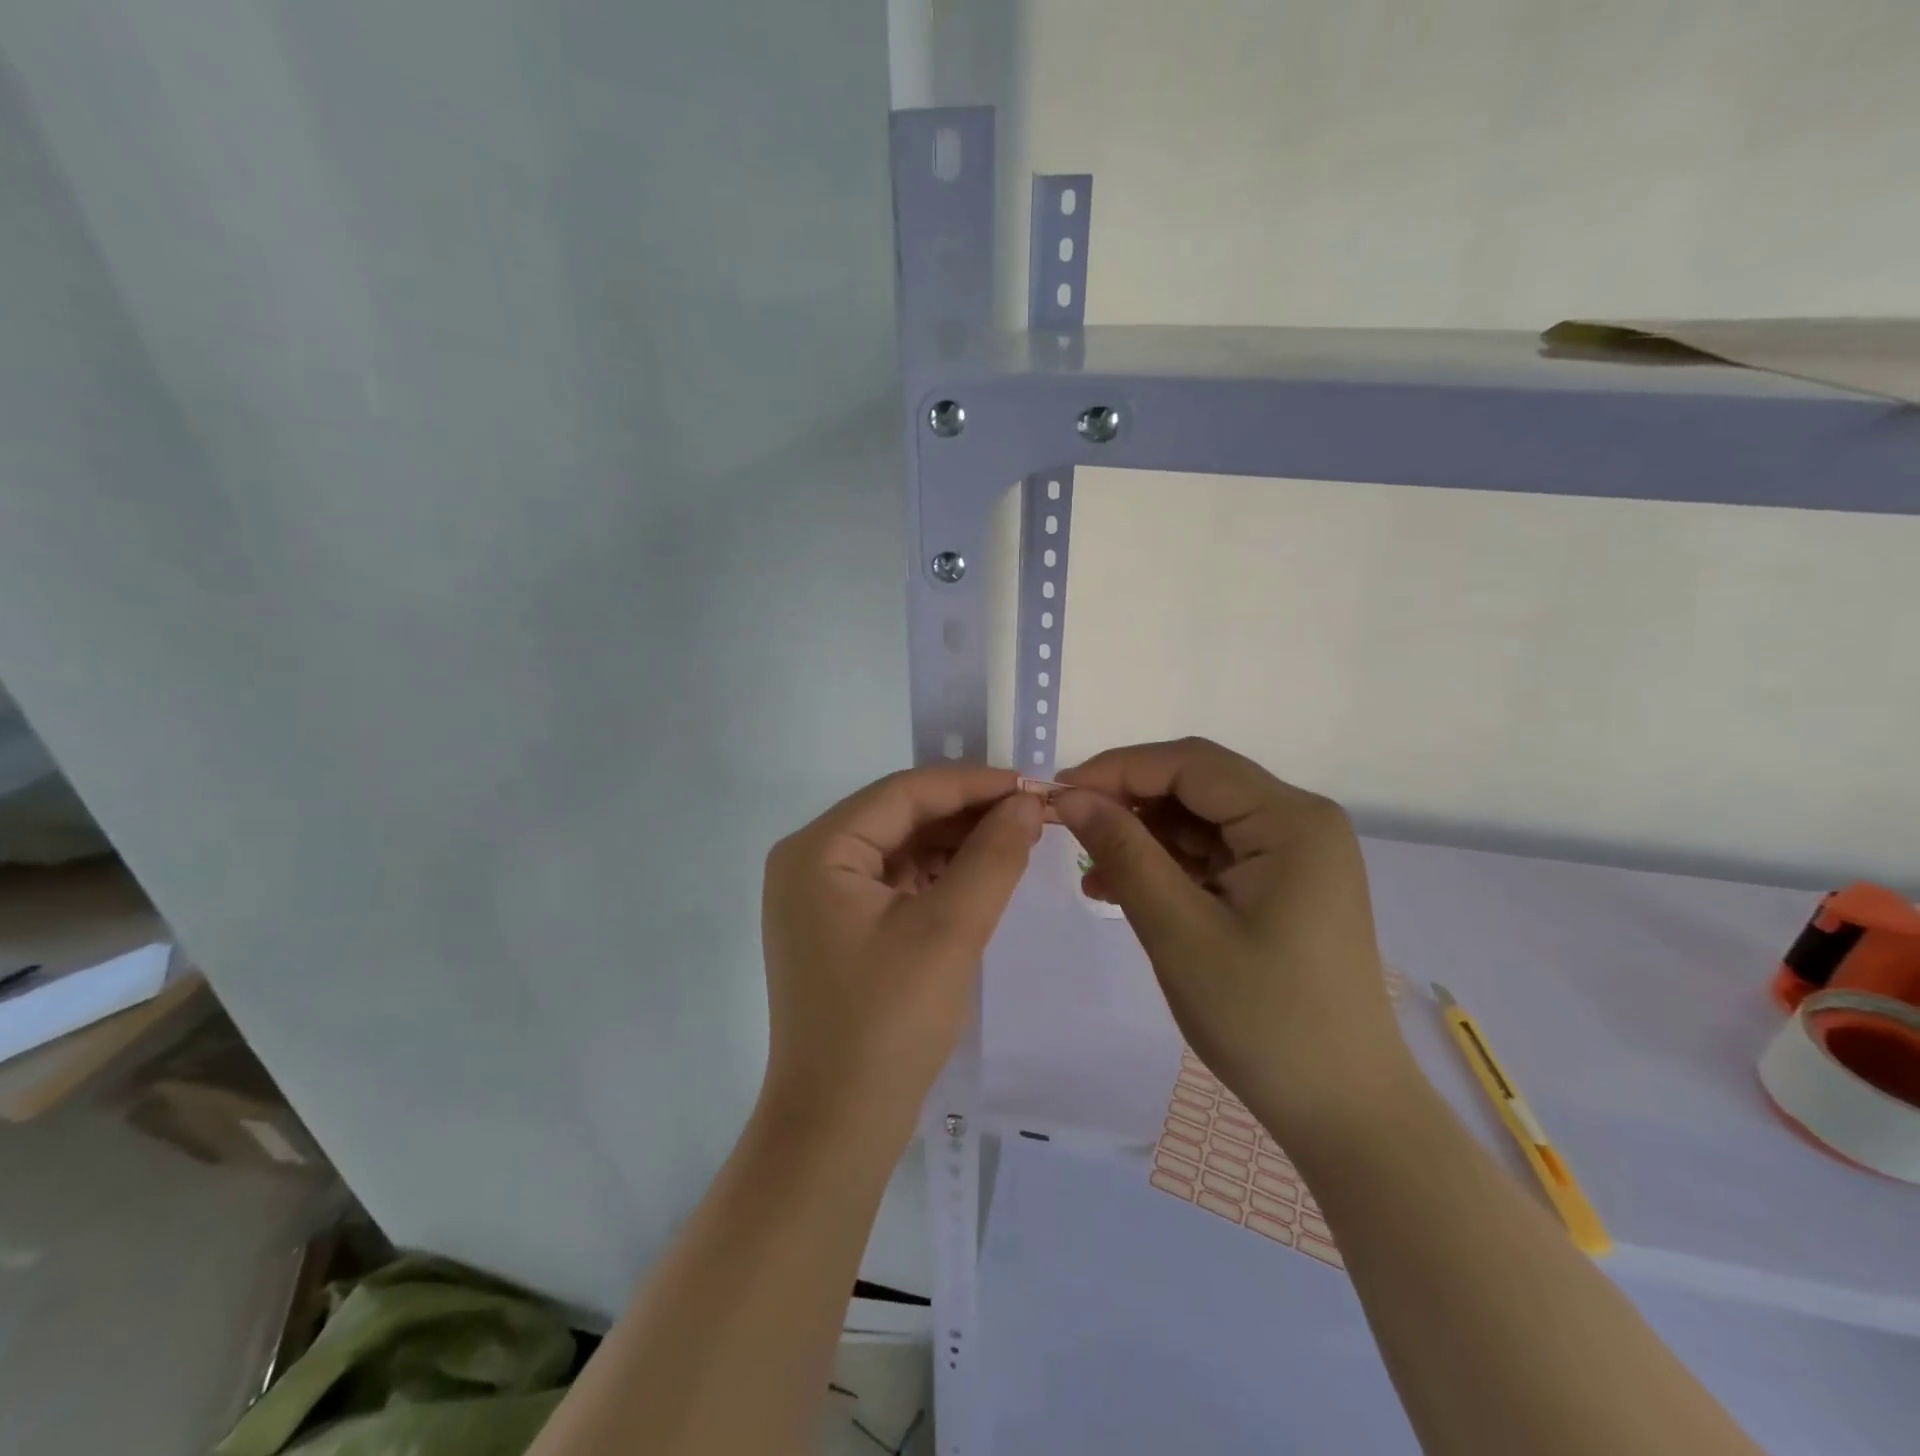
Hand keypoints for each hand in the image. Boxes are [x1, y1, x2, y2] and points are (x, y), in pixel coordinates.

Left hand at [760, 767, 1041, 1134]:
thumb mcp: (950, 930)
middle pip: (899, 816)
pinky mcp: (837, 928)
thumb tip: (1028, 802)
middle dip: (966, 814)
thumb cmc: (888, 1022)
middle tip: (1032, 815)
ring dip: (955, 844)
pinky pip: (894, 882)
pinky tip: (980, 876)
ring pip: (900, 848)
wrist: (838, 1127)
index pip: (904, 792)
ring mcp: (819, 897)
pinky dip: (937, 876)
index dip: (972, 783)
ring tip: (1017, 841)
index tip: (1032, 785)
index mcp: (818, 849)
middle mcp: (809, 861)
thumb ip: (993, 856)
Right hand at [1053, 738, 1411, 1137]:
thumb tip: (1070, 795)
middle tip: (1068, 830)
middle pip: (1197, 786)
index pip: (1190, 764)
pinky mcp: (1285, 884)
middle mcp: (1301, 822)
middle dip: (1129, 803)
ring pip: (1201, 820)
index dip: (1118, 769)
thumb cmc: (1263, 1020)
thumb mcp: (1179, 931)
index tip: (1059, 795)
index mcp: (1291, 821)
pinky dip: (1169, 866)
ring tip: (1093, 873)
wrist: (1343, 1110)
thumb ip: (1123, 852)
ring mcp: (1296, 854)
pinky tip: (1125, 890)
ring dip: (1144, 838)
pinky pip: (1215, 854)